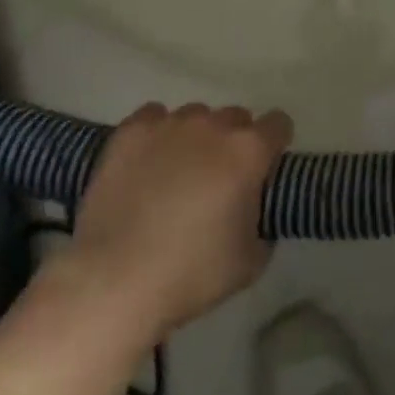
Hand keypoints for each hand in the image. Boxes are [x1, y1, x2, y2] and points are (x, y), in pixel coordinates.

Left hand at [68, 103, 291, 339]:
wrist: (116, 278)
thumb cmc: (192, 273)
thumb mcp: (252, 261)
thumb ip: (264, 223)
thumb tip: (254, 211)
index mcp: (248, 152)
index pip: (279, 124)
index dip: (275, 145)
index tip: (264, 170)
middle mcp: (213, 126)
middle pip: (236, 117)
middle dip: (234, 142)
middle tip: (219, 178)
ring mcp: (169, 124)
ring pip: (195, 116)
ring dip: (196, 137)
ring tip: (177, 172)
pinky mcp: (130, 131)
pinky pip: (154, 117)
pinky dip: (157, 134)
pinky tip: (147, 162)